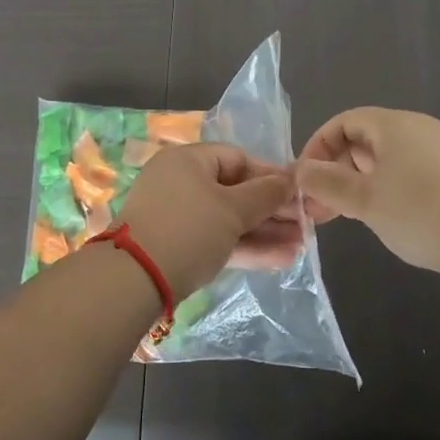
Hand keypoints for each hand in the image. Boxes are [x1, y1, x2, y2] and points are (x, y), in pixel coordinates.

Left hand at [113, 143, 298, 295]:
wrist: (134, 281)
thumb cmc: (188, 230)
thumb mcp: (233, 209)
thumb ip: (266, 194)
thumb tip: (290, 180)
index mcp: (189, 160)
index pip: (238, 158)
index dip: (270, 175)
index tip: (298, 193)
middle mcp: (180, 182)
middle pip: (234, 190)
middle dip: (272, 210)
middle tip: (305, 225)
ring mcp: (176, 217)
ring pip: (228, 219)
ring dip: (264, 232)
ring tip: (300, 246)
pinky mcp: (176, 248)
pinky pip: (216, 240)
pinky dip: (244, 248)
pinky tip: (280, 260)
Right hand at [296, 107, 439, 278]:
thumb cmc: (420, 212)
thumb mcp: (363, 200)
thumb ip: (327, 182)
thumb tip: (301, 170)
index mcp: (392, 124)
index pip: (344, 121)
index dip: (318, 146)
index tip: (305, 179)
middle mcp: (417, 128)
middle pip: (365, 138)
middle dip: (338, 168)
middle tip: (323, 205)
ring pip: (387, 158)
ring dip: (361, 182)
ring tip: (349, 215)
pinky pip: (409, 171)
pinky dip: (387, 188)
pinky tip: (386, 217)